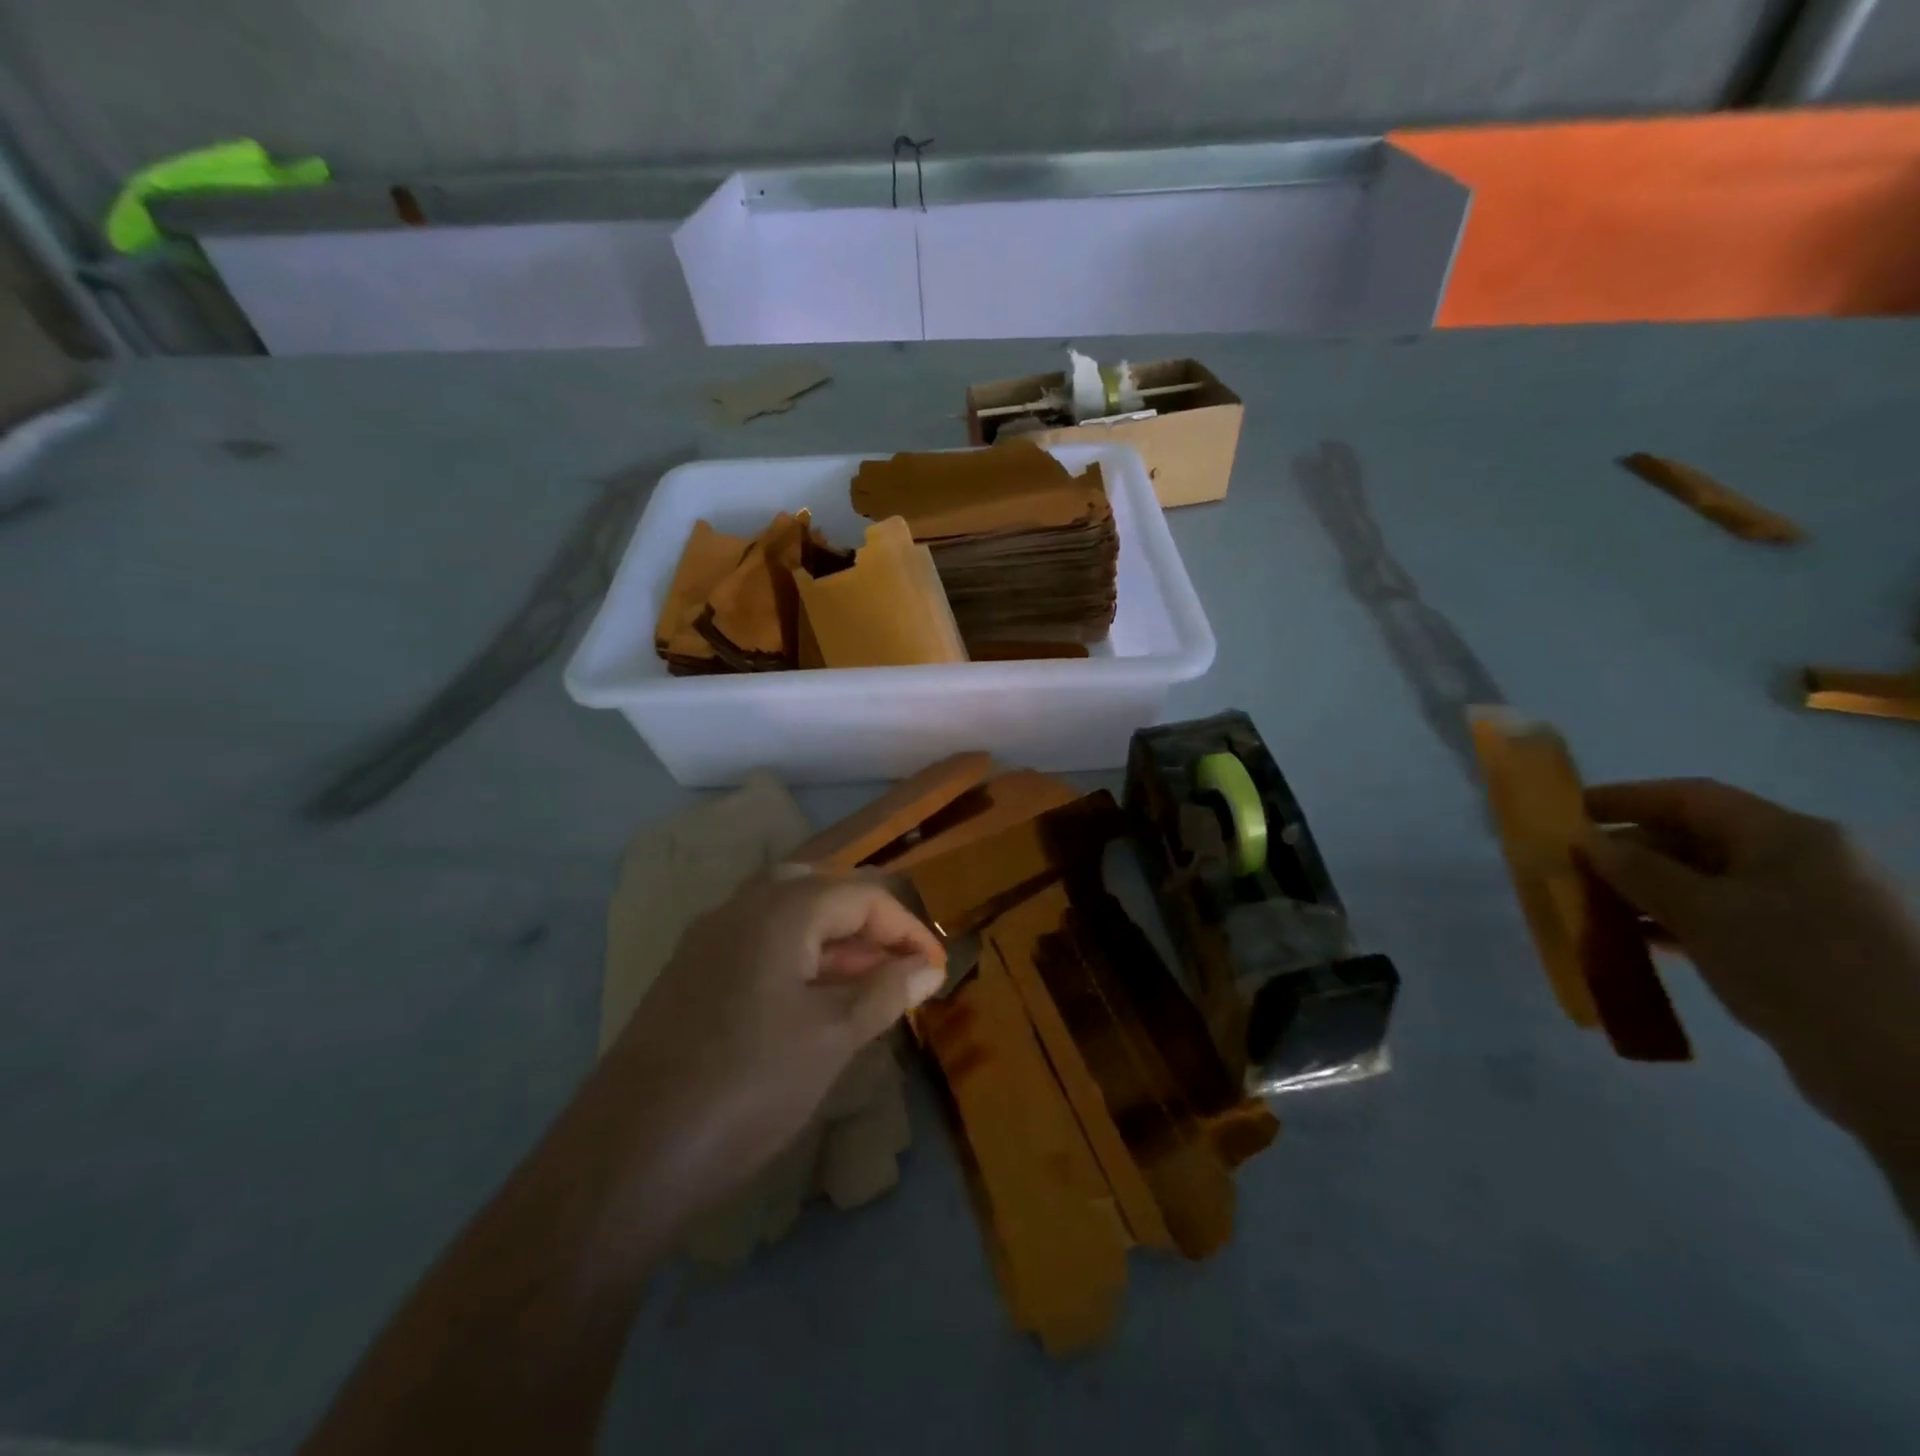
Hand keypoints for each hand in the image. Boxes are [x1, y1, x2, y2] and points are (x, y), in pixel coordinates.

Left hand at [598, 874, 945, 1222]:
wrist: (627, 1154)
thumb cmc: (747, 1086)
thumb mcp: (832, 1038)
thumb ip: (886, 991)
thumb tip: (928, 966)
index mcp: (781, 910)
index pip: (863, 896)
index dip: (907, 929)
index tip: (935, 970)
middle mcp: (741, 907)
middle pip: (822, 892)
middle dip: (868, 926)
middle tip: (898, 968)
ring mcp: (708, 940)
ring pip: (787, 917)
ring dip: (833, 942)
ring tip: (864, 986)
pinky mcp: (689, 974)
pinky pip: (757, 944)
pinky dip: (795, 959)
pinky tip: (807, 1003)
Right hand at [1581, 778, 1919, 1129]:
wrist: (1901, 1066)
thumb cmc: (1795, 965)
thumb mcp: (1703, 912)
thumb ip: (1638, 872)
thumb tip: (1589, 844)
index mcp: (1788, 835)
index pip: (1690, 797)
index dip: (1624, 798)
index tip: (1567, 812)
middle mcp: (1803, 861)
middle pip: (1697, 838)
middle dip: (1630, 852)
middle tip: (1572, 868)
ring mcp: (1809, 908)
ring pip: (1706, 882)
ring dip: (1647, 891)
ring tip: (1594, 907)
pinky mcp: (1805, 950)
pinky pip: (1724, 919)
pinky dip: (1677, 923)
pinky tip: (1641, 942)